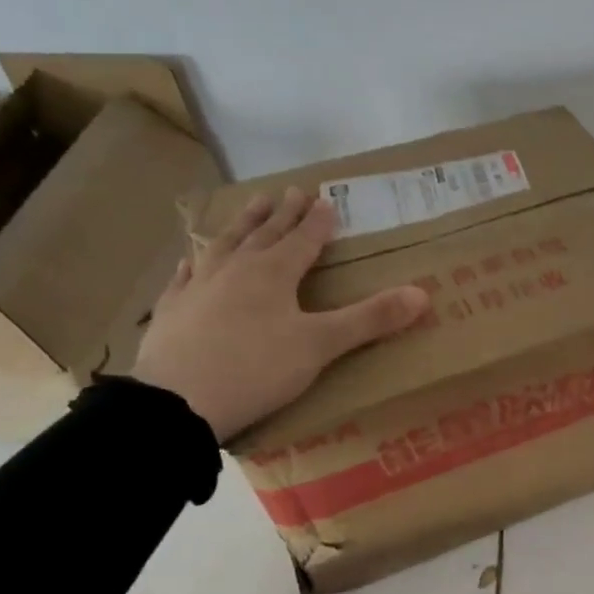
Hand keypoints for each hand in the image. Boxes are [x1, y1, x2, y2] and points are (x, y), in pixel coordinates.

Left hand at [133, 187, 427, 441]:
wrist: (176, 403)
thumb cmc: (256, 369)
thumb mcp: (321, 346)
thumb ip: (370, 319)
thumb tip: (422, 294)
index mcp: (273, 273)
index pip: (302, 239)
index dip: (317, 221)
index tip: (326, 200)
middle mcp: (235, 270)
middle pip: (264, 234)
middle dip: (282, 213)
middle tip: (292, 191)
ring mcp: (198, 287)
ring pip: (224, 244)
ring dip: (242, 224)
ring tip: (252, 205)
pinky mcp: (171, 311)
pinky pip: (185, 276)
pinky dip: (195, 262)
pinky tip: (192, 258)